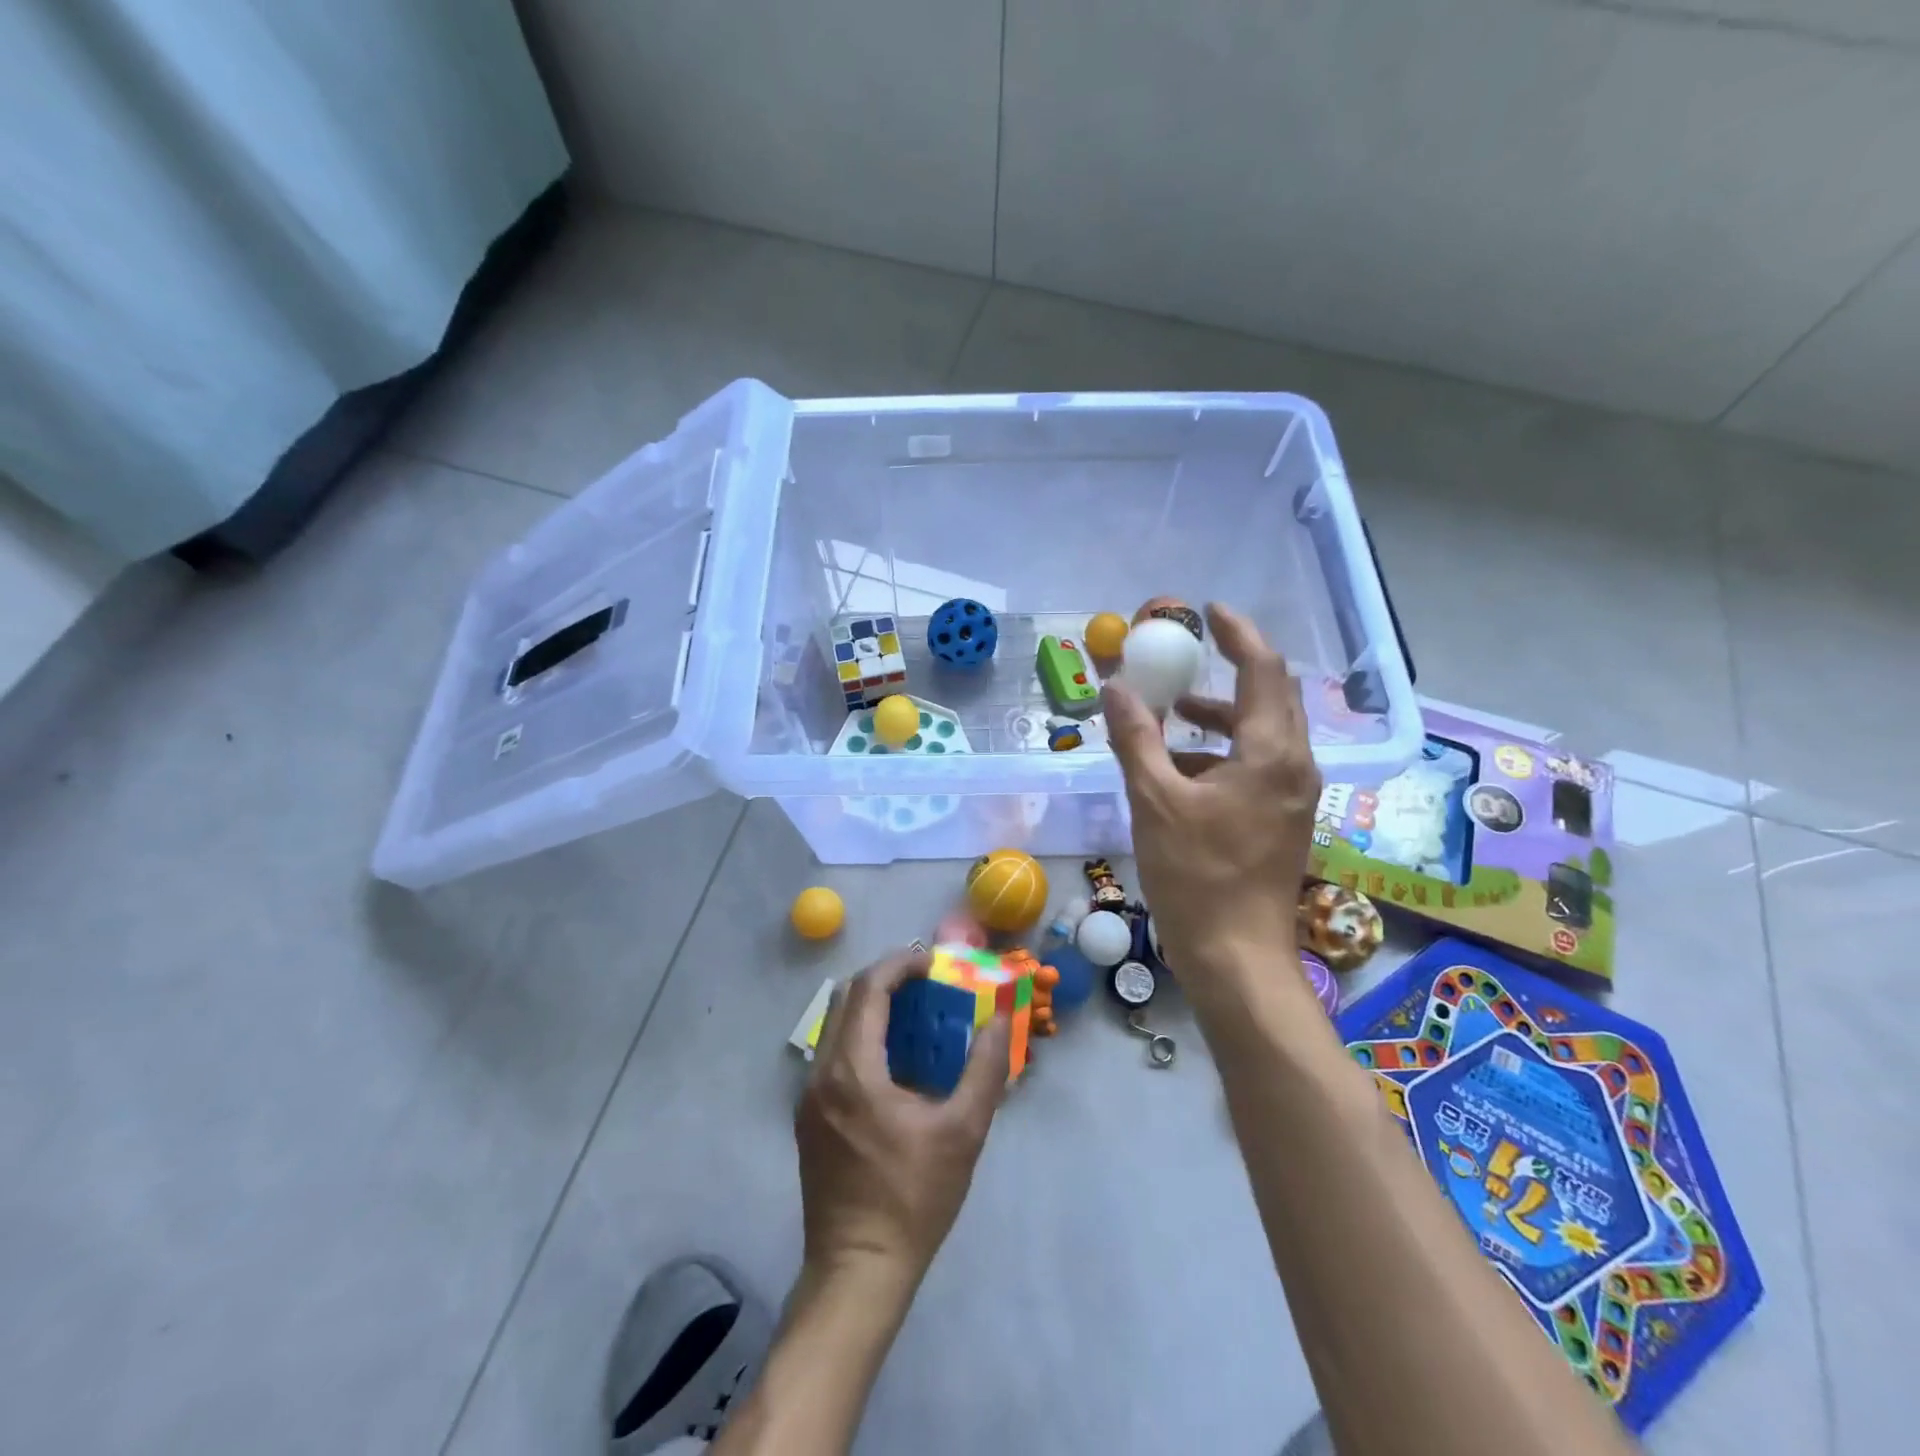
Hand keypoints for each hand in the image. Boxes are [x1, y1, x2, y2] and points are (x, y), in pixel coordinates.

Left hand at [796, 948, 1010, 1296]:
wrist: (858, 1271)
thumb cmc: (913, 1198)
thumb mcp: (963, 1131)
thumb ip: (985, 1067)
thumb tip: (1000, 1016)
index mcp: (853, 1070)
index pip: (869, 988)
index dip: (900, 964)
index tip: (933, 963)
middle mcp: (821, 1073)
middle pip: (846, 998)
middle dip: (886, 979)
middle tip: (927, 983)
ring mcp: (808, 1096)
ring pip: (836, 1025)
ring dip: (872, 1007)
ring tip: (915, 1015)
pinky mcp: (808, 1117)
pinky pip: (833, 1054)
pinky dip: (861, 1036)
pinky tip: (894, 1061)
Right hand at [1103, 602, 1321, 992]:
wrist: (1236, 955)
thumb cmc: (1196, 875)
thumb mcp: (1154, 800)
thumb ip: (1136, 738)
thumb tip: (1116, 686)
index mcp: (1271, 753)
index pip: (1264, 670)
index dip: (1238, 634)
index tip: (1210, 611)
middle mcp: (1294, 766)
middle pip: (1271, 697)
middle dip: (1232, 669)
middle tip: (1192, 654)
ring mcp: (1293, 796)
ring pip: (1263, 733)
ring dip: (1222, 714)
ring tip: (1174, 713)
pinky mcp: (1282, 819)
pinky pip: (1257, 764)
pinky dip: (1223, 751)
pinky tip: (1183, 769)